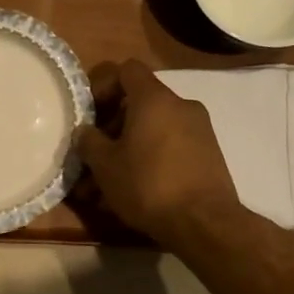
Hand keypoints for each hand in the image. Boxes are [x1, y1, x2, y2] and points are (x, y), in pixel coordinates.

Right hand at [75, 59, 245, 245]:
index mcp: (154, 99)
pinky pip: (170, 148)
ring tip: (105, 186)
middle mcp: (181, 106)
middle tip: (93, 157)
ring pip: (153, 131)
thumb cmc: (148, 184)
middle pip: (139, 104)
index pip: (127, 70)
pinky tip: (132, 192)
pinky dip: (150, 161)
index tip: (90, 113)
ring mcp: (199, 130)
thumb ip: (89, 141)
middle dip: (112, 128)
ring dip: (128, 150)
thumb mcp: (105, 165)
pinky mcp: (208, 155)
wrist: (204, 223)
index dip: (104, 86)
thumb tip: (84, 131)